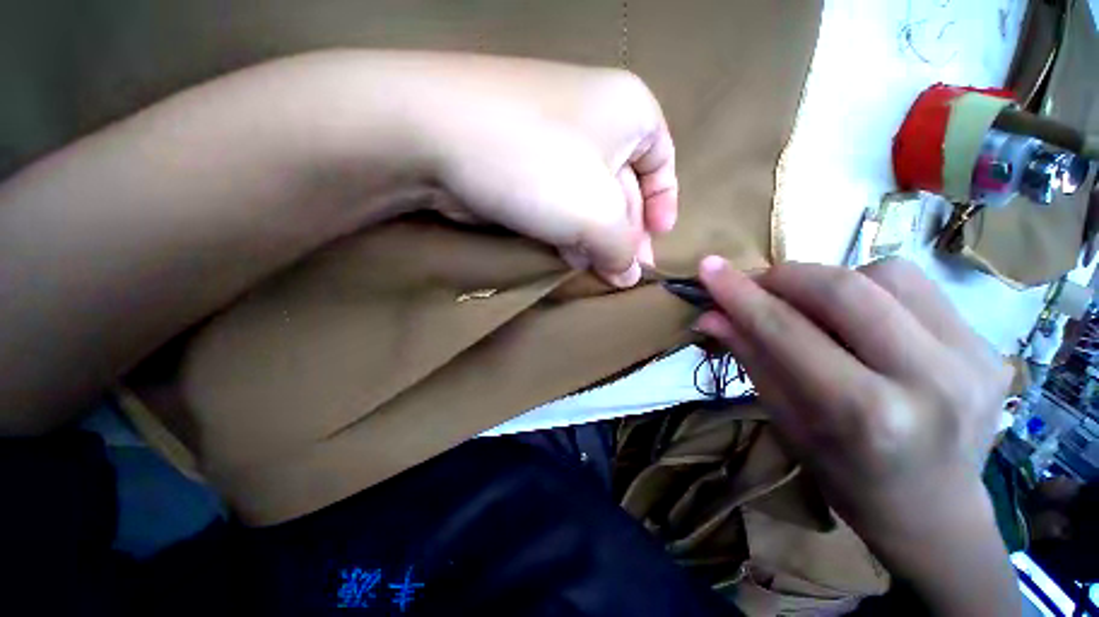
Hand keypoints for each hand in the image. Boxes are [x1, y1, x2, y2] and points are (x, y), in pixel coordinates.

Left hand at [388, 54, 678, 286]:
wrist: (436, 135)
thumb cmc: (538, 165)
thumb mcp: (597, 213)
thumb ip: (621, 247)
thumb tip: (629, 274)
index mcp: (627, 111)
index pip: (662, 159)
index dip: (664, 201)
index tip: (659, 237)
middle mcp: (594, 118)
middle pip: (623, 186)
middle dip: (625, 233)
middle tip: (623, 273)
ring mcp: (552, 140)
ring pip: (588, 199)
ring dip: (595, 238)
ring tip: (598, 270)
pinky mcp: (522, 164)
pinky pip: (558, 201)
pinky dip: (567, 230)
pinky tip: (569, 255)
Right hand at [694, 257, 1017, 615]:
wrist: (935, 509)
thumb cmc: (846, 475)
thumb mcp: (786, 420)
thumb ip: (750, 357)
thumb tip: (710, 315)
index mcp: (866, 415)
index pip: (787, 331)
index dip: (740, 294)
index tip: (708, 268)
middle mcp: (928, 381)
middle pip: (844, 289)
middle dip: (786, 277)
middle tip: (758, 285)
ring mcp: (972, 358)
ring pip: (886, 274)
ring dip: (833, 281)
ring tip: (817, 309)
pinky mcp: (991, 346)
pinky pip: (918, 287)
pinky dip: (874, 289)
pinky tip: (864, 319)